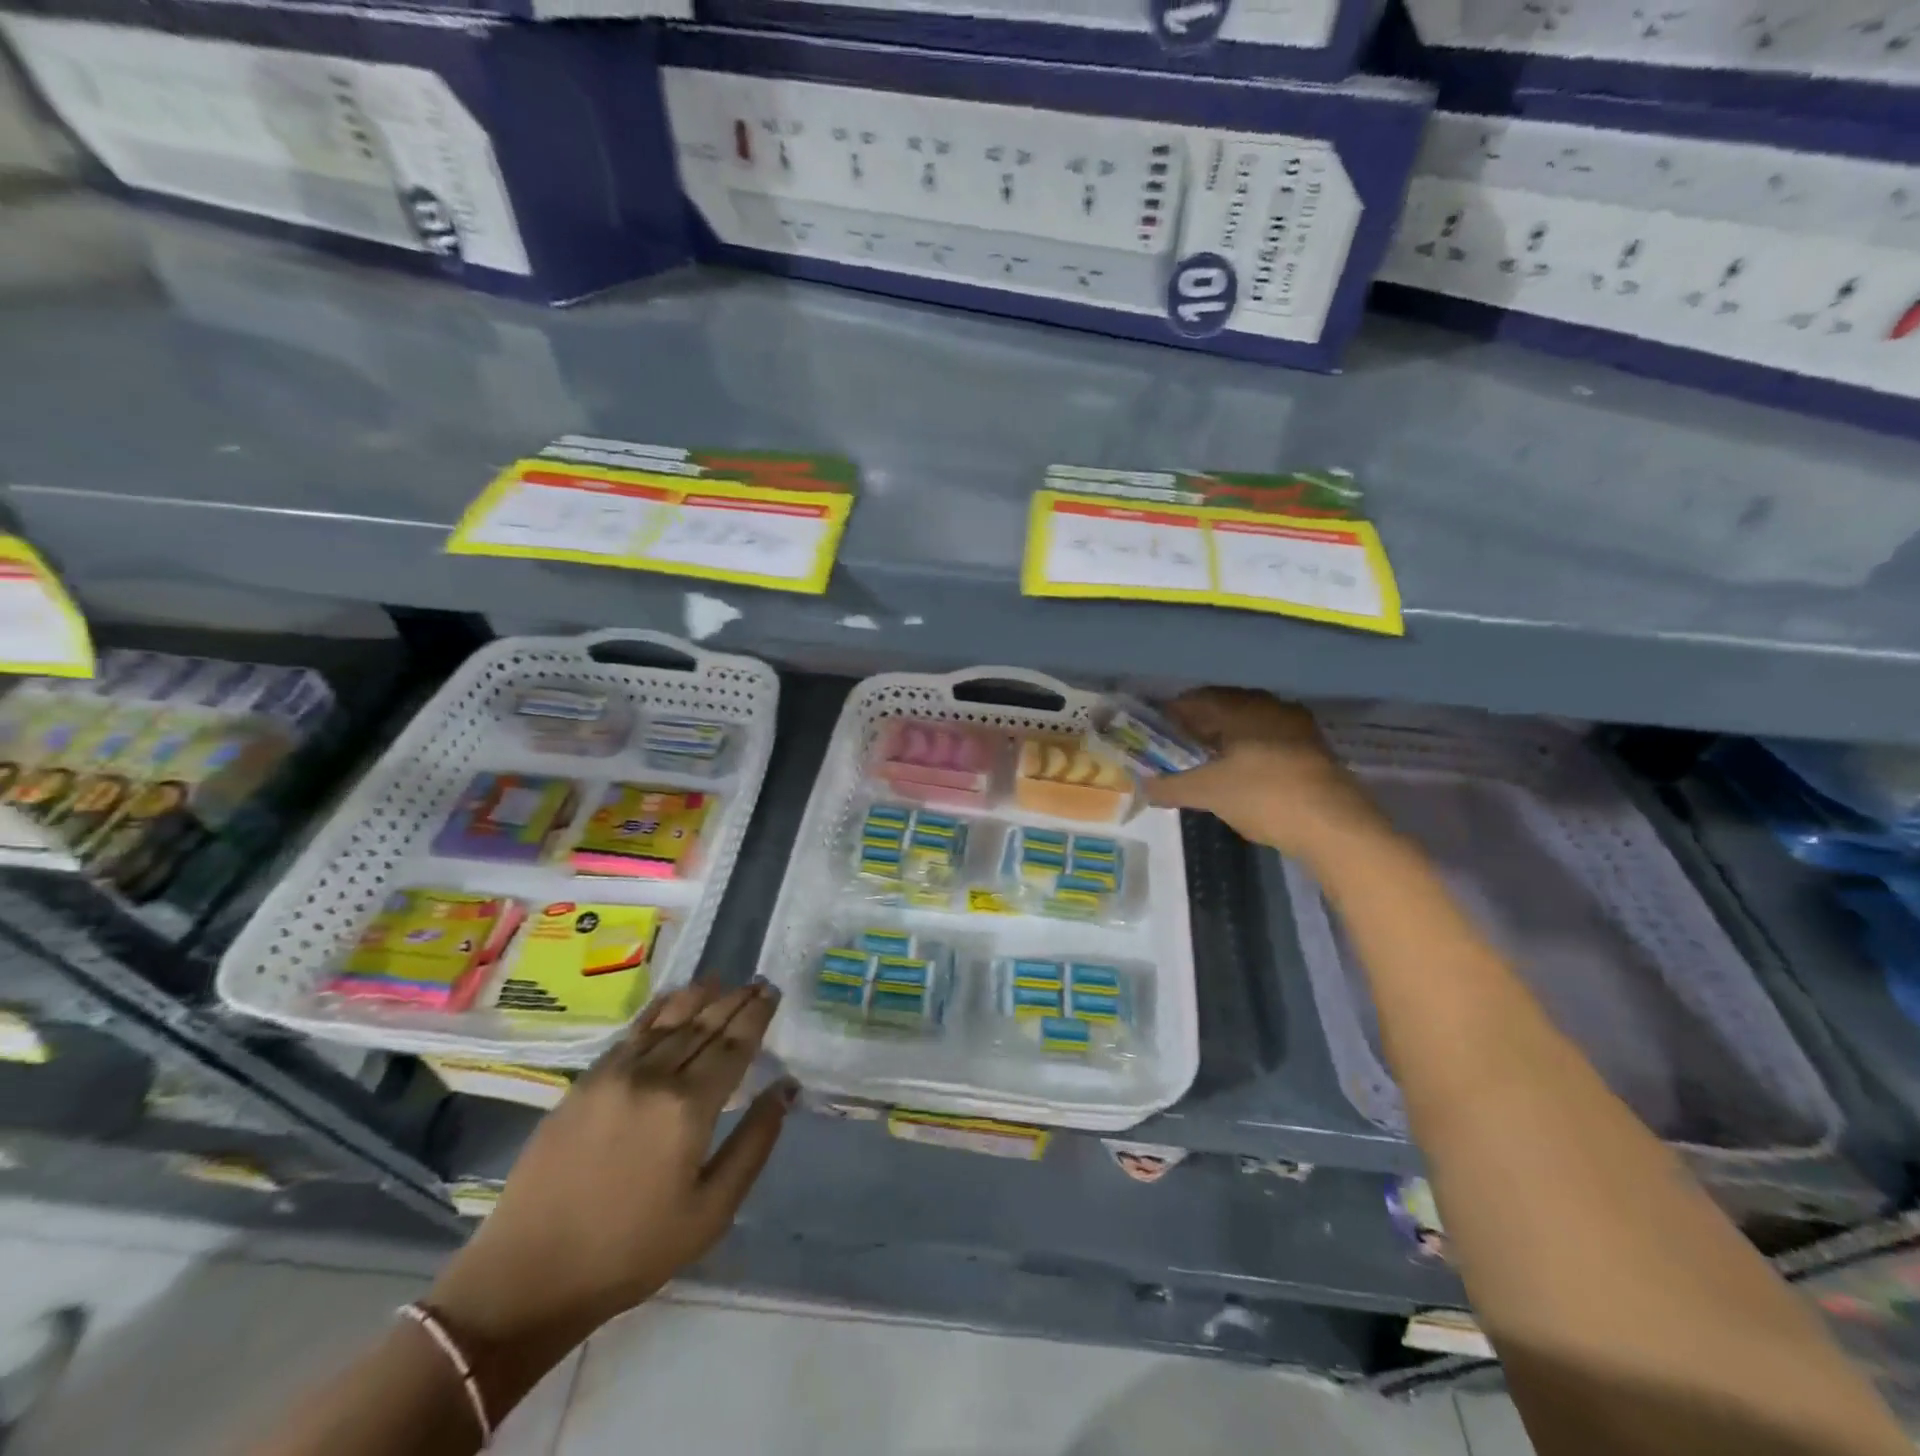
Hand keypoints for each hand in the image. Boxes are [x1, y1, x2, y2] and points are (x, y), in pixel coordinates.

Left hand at [429, 981, 793, 1357]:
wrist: (528, 1276)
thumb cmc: (632, 1252)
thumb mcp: (711, 1212)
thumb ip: (754, 1144)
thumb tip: (785, 1089)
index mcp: (689, 1108)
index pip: (734, 1045)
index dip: (756, 1015)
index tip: (773, 992)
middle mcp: (655, 1077)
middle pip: (704, 1025)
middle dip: (735, 1000)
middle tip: (758, 980)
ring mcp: (615, 1074)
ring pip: (668, 1020)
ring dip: (700, 996)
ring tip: (722, 979)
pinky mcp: (585, 1081)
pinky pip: (633, 1032)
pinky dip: (658, 1009)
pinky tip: (672, 999)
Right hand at [1143, 689, 1383, 859]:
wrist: (1335, 827)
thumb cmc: (1265, 797)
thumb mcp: (1208, 793)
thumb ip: (1170, 786)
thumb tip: (1142, 786)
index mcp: (1244, 708)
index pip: (1198, 699)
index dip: (1173, 712)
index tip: (1154, 729)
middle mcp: (1272, 708)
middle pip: (1226, 707)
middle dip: (1199, 724)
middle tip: (1176, 745)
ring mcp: (1298, 729)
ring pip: (1250, 724)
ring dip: (1226, 738)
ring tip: (1204, 761)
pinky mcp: (1314, 752)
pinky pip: (1270, 740)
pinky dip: (1248, 750)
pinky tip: (1239, 773)